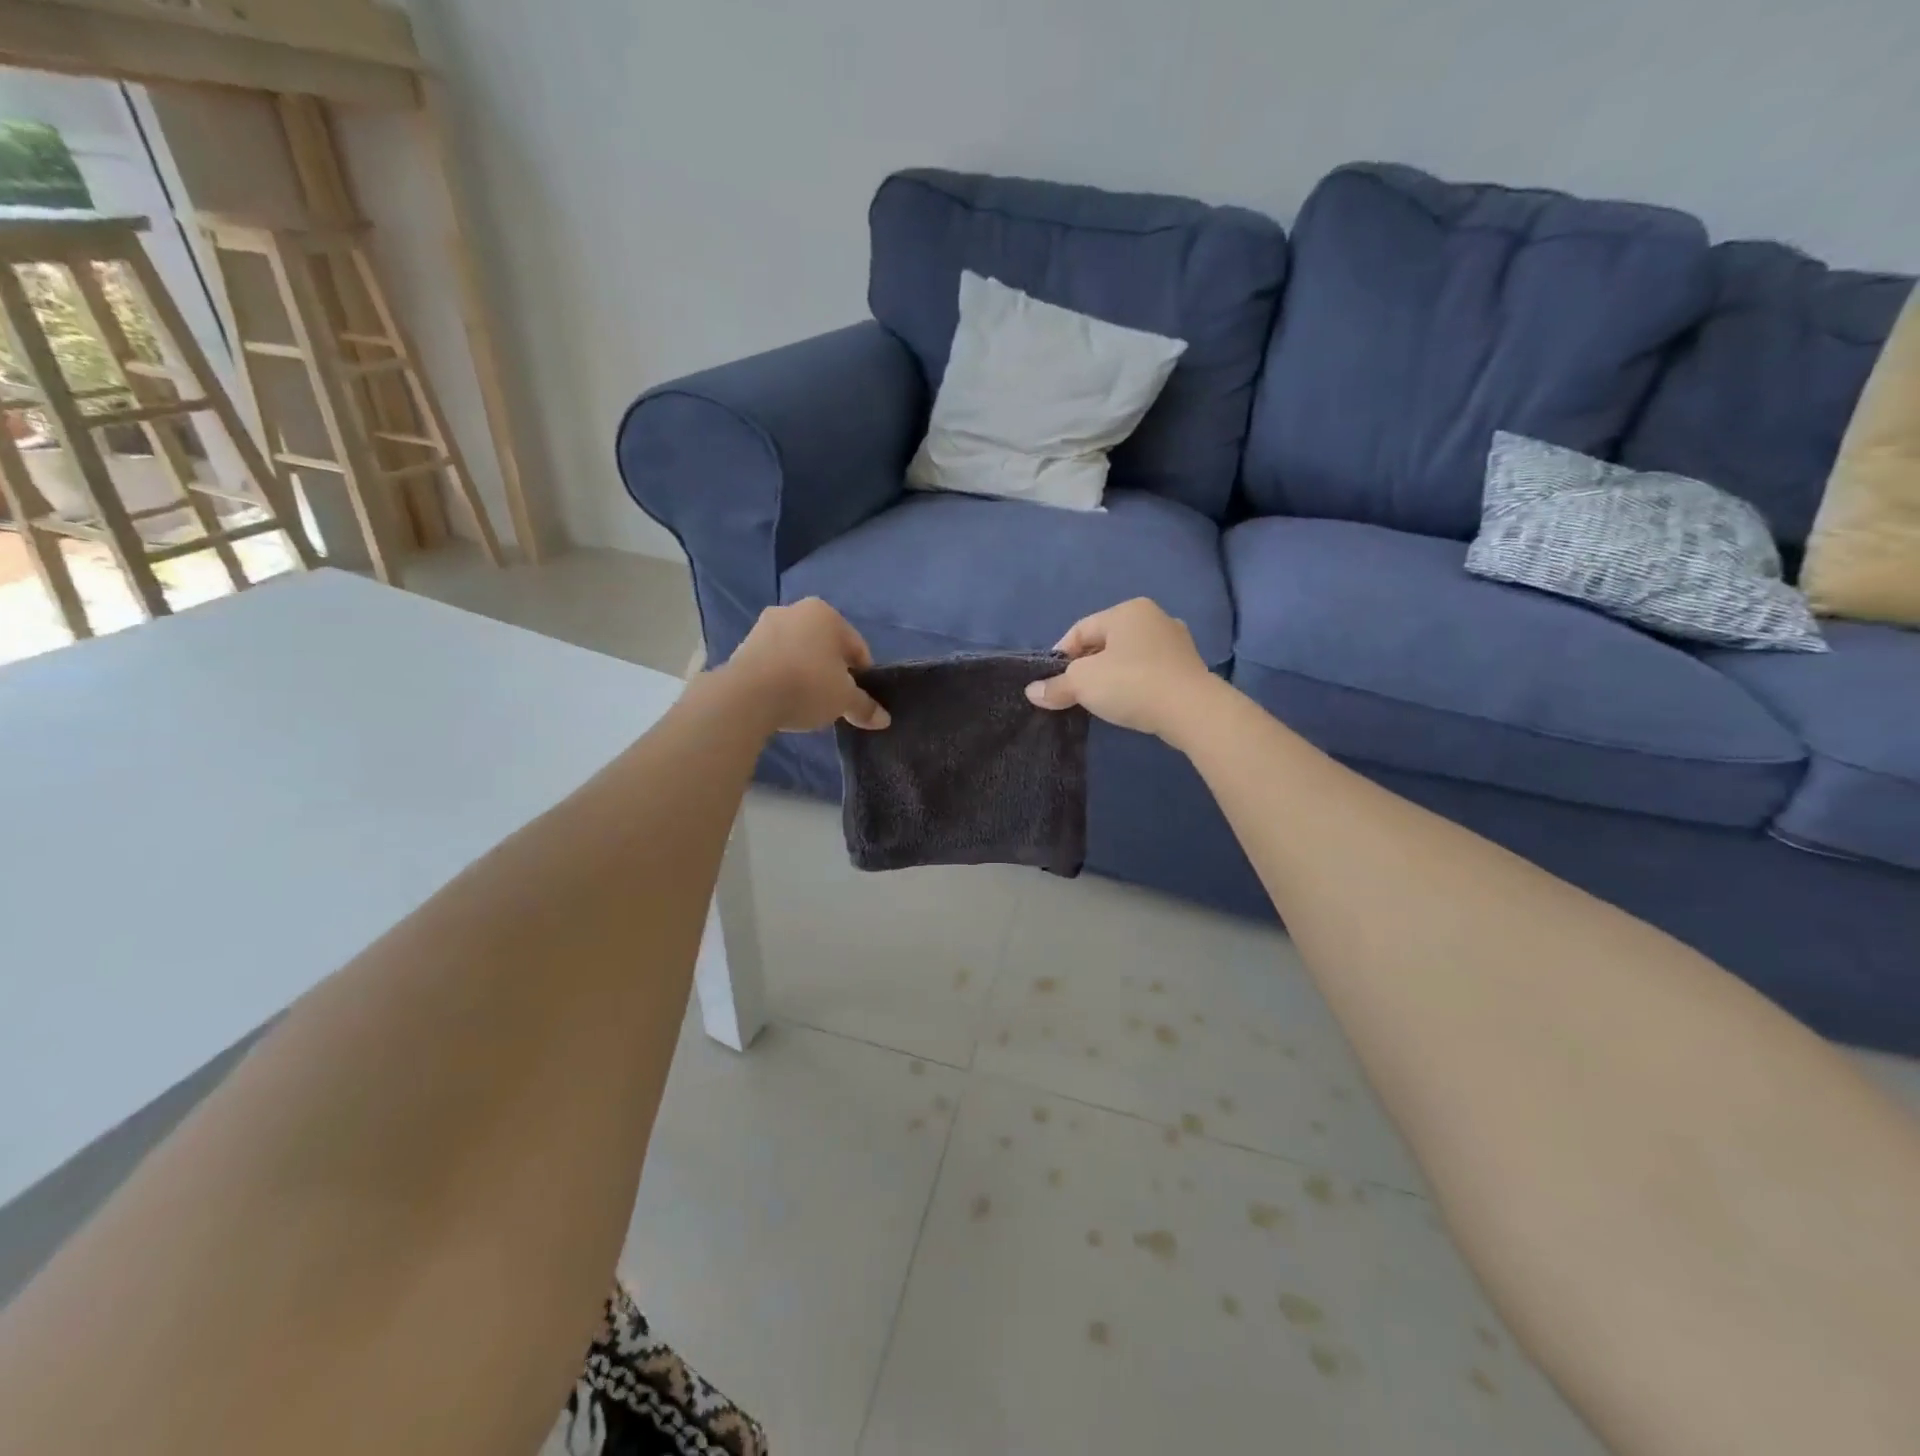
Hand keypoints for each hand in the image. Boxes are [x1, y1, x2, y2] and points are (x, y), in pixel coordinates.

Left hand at [722, 599, 890, 732]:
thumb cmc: (807, 685)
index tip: (859, 698)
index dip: (863, 675)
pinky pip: (774, 661)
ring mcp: (764, 626)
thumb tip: (884, 719)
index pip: (857, 647)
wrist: (747, 696)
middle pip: (825, 646)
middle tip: (834, 699)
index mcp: (825, 614)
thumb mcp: (844, 699)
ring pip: (798, 651)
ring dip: (806, 671)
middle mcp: (794, 610)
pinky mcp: (743, 645)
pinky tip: (784, 697)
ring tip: (807, 701)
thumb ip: (864, 706)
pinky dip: (783, 675)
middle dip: (832, 670)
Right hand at [1025, 598, 1216, 737]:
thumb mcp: (1083, 683)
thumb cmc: (1131, 683)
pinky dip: (1134, 684)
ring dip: (1111, 675)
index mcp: (1127, 610)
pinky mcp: (1189, 667)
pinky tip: (1128, 703)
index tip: (1052, 681)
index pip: (1081, 629)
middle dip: (1087, 666)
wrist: (1191, 710)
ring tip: (1100, 700)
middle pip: (1106, 642)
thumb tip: (1032, 692)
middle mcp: (1154, 617)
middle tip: (1073, 692)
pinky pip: (1150, 671)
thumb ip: (1056, 686)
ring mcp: (1176, 642)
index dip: (1061, 655)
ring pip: (1129, 657)